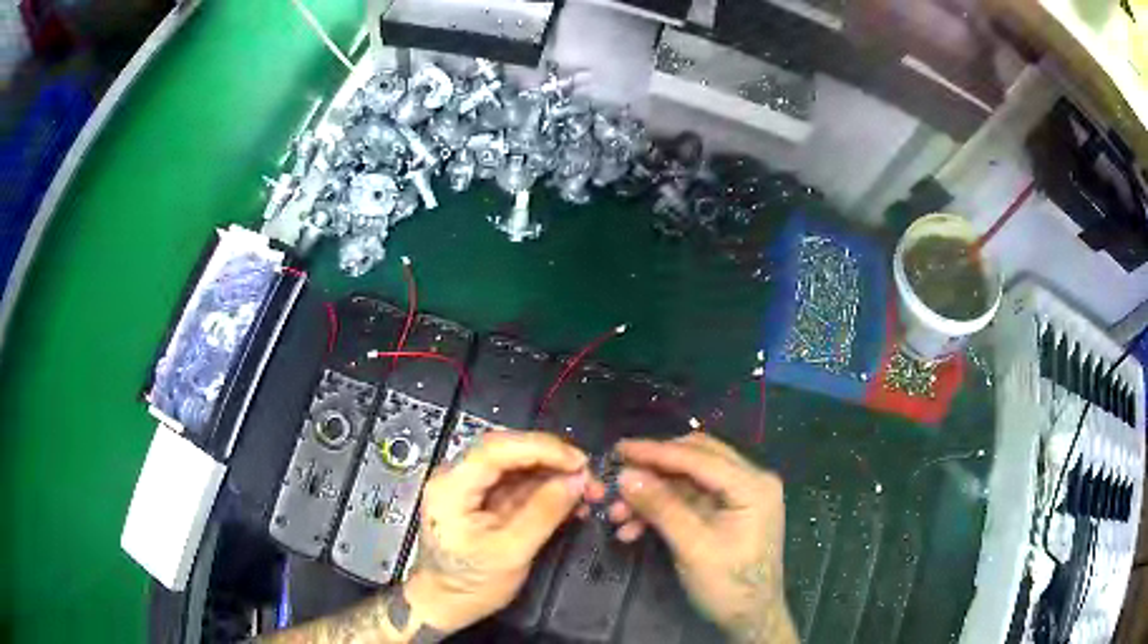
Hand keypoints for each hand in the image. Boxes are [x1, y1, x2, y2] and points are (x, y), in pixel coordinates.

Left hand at [407, 431, 591, 633]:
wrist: (446, 603)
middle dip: (551, 459)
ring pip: (517, 463)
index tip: (578, 461)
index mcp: (451, 488)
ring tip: (586, 489)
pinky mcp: (483, 497)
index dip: (540, 448)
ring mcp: (470, 486)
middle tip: (587, 475)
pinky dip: (546, 487)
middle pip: (507, 450)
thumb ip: (544, 513)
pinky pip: (518, 482)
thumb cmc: (470, 583)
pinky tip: (570, 500)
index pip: (496, 449)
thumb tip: (577, 480)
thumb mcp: (511, 553)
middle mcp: (456, 477)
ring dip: (554, 473)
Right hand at [611, 433, 797, 643]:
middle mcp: (750, 481)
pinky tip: (634, 528)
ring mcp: (739, 497)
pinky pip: (689, 500)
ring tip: (617, 514)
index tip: (619, 449)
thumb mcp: (693, 547)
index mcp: (752, 485)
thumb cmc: (729, 585)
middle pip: (695, 460)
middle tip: (617, 477)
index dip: (656, 452)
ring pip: (687, 481)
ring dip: (653, 494)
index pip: (700, 457)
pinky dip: (662, 510)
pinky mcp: (726, 513)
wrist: (750, 619)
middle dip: (653, 471)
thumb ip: (662, 508)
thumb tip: (626, 475)